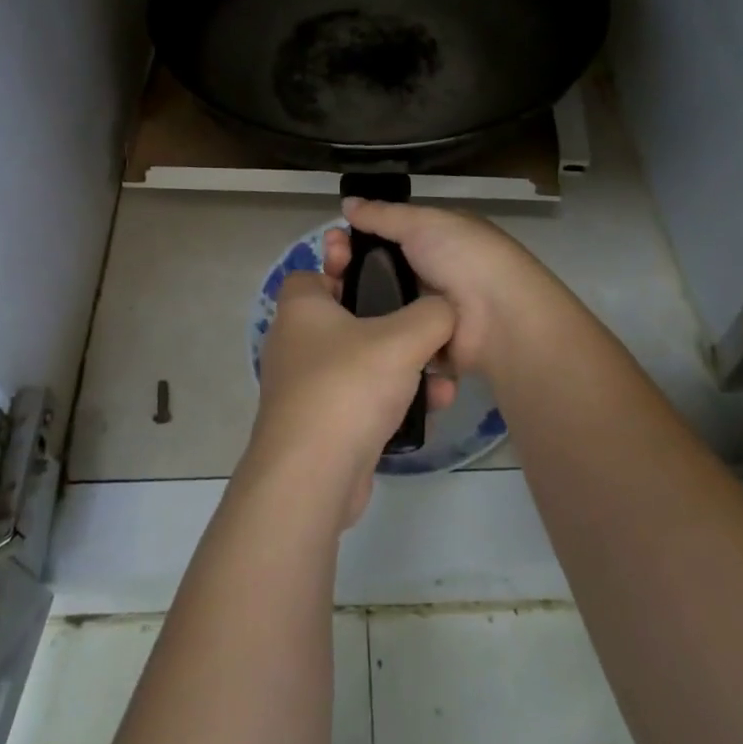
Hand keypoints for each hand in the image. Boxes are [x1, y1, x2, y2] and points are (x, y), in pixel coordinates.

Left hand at [247, 230, 454, 526]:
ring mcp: (305, 386)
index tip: (385, 274)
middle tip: (424, 324)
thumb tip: (447, 308)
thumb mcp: (403, 338)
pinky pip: (361, 399)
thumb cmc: (348, 386)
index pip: (315, 272)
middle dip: (389, 321)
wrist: (313, 476)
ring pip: (360, 361)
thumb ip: (433, 313)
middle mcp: (296, 342)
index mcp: (301, 308)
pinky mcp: (320, 425)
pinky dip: (392, 400)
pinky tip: (431, 407)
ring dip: (401, 366)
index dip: (347, 267)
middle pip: (346, 316)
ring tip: (441, 374)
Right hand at [339, 199, 580, 379]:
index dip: (358, 236)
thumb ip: (383, 215)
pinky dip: (371, 333)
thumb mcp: (423, 223)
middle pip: (380, 269)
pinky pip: (391, 336)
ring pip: (381, 303)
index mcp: (437, 239)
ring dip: (357, 301)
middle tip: (325, 271)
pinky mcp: (424, 346)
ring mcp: (428, 311)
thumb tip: (346, 202)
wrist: (500, 319)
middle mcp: (433, 273)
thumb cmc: (465, 257)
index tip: (331, 241)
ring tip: (327, 300)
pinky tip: (342, 330)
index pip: (387, 234)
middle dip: (351, 268)